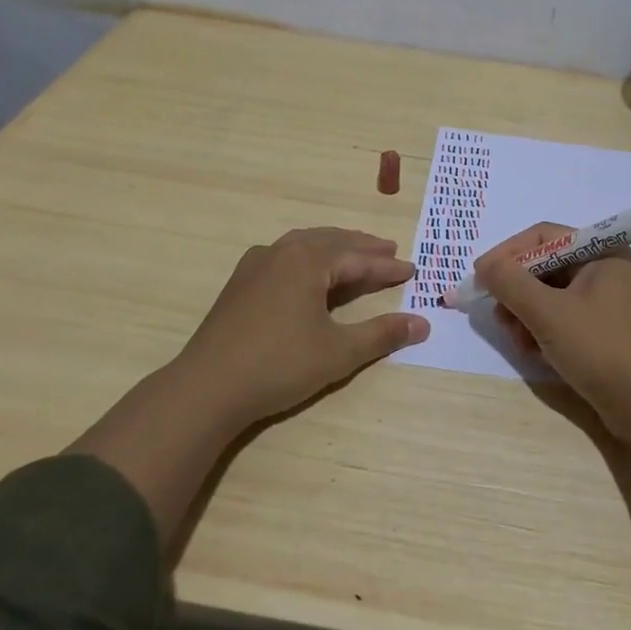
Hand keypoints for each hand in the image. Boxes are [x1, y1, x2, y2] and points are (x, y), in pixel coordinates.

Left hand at [168, 227, 430, 425]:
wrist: (207, 387)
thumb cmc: (279, 365)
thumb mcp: (339, 352)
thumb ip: (382, 334)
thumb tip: (423, 323)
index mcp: (307, 261)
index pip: (357, 259)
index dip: (386, 267)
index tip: (411, 270)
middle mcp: (281, 252)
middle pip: (330, 242)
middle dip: (362, 247)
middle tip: (388, 250)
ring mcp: (255, 265)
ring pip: (304, 244)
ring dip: (333, 247)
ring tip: (354, 253)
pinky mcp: (240, 283)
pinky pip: (283, 256)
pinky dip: (307, 257)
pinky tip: (307, 270)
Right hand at [474, 222, 630, 439]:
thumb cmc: (602, 349)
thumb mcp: (548, 313)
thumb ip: (510, 283)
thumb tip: (485, 266)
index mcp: (603, 252)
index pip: (544, 236)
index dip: (508, 253)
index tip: (480, 277)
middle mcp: (607, 271)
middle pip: (546, 267)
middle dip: (517, 291)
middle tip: (499, 317)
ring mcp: (609, 305)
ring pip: (552, 296)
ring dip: (527, 315)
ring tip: (518, 342)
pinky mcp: (607, 334)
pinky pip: (565, 320)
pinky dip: (545, 332)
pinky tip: (536, 354)